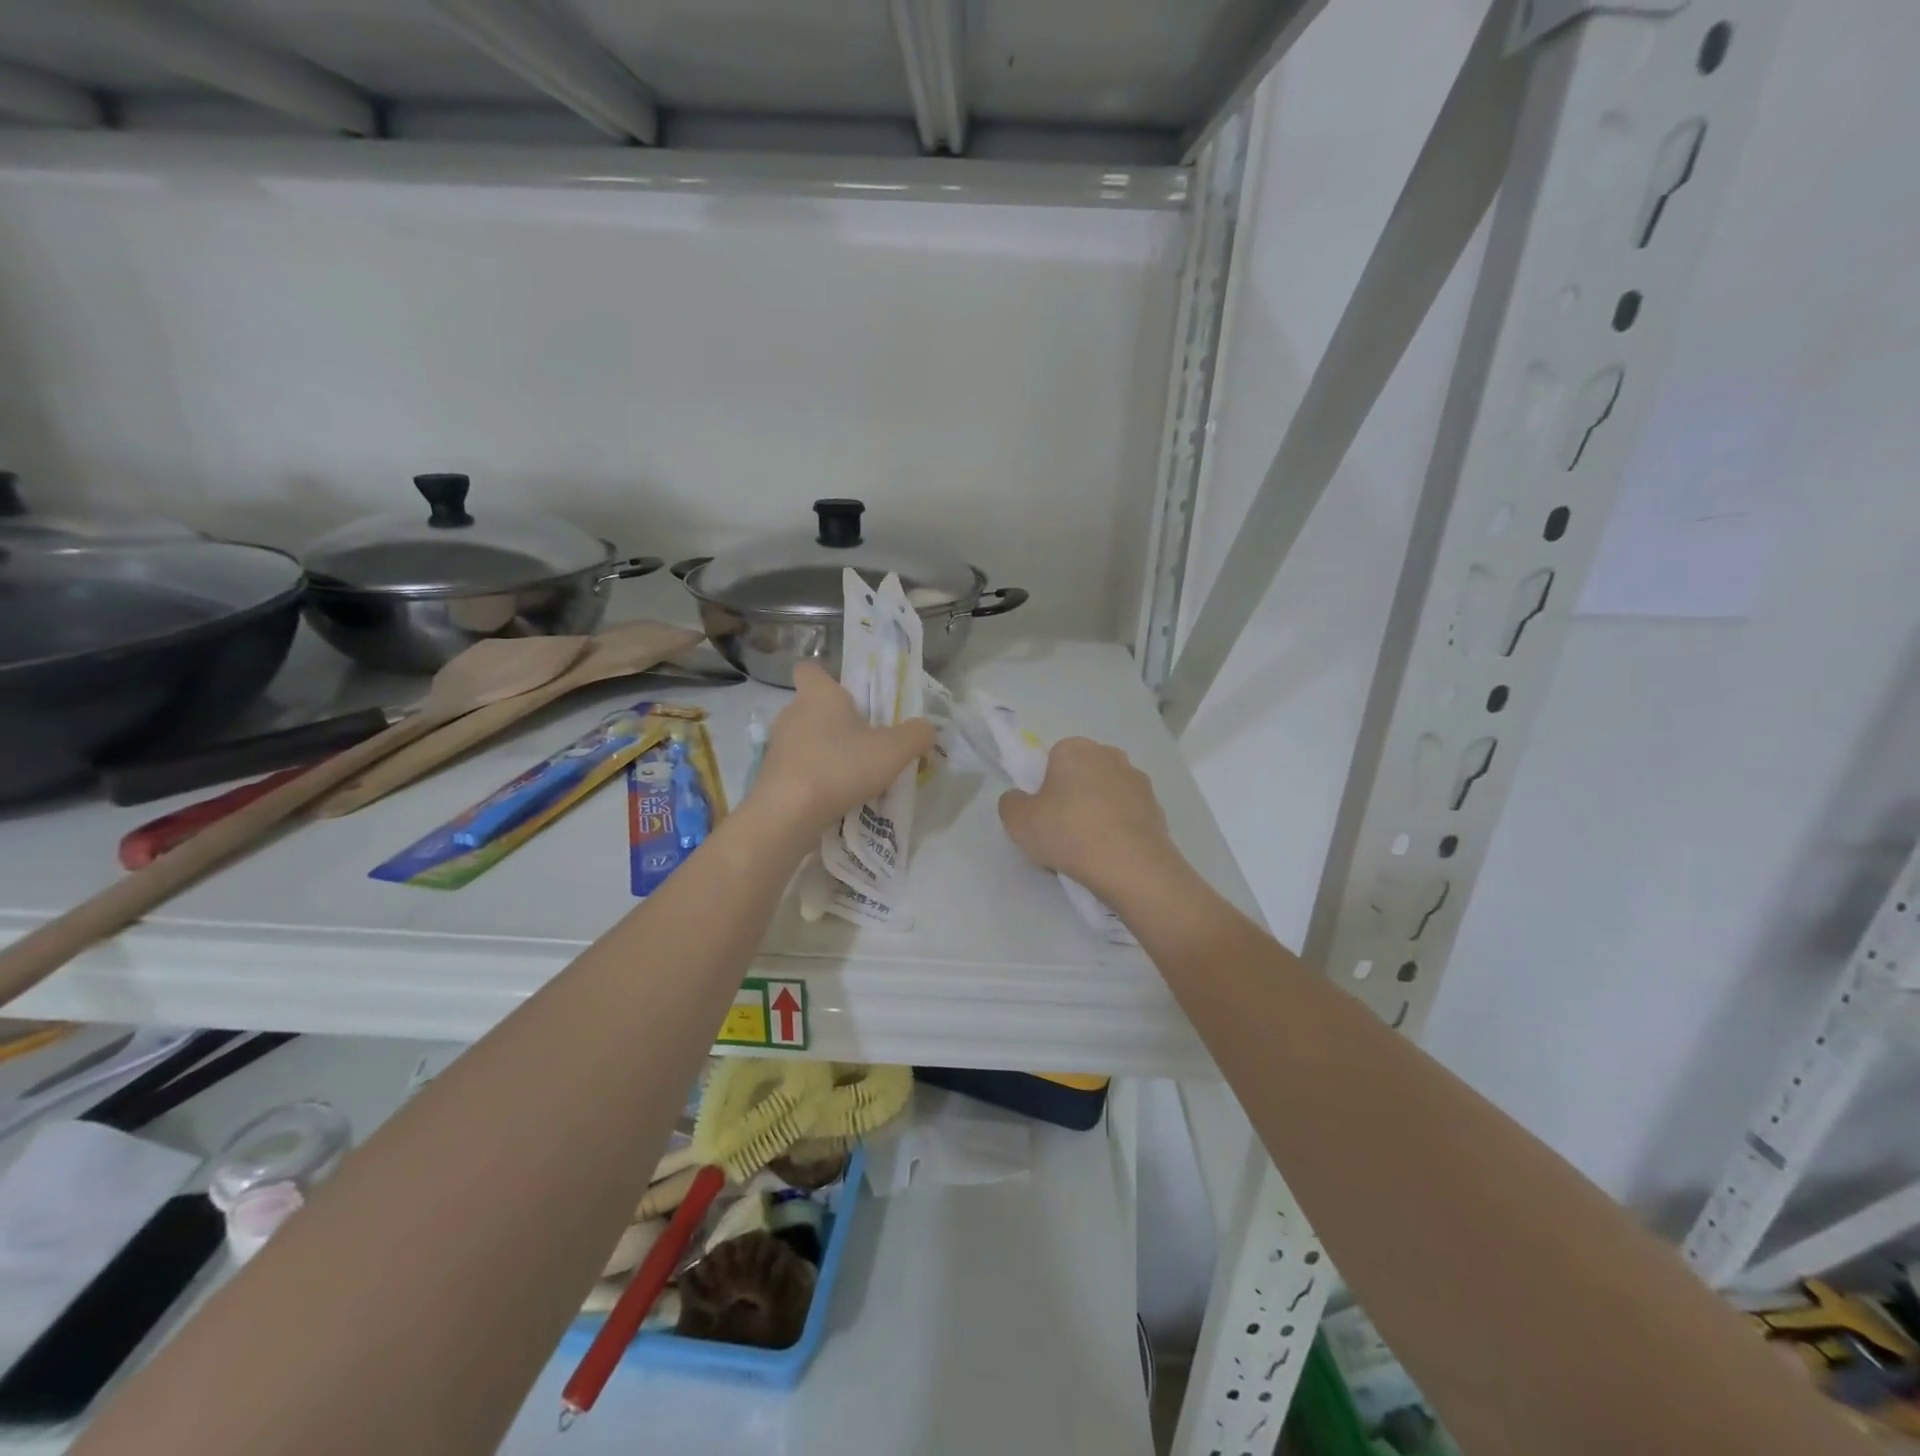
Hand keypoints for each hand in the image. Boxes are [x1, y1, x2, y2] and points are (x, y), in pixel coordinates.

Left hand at [749, 662, 935, 838]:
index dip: (827, 677)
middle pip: (813, 708)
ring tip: (855, 775)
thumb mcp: (894, 750)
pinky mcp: (771, 778)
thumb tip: (926, 729)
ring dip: (827, 753)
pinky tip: (836, 798)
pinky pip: (798, 770)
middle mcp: (792, 713)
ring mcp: (777, 747)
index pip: (809, 669)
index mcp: (818, 695)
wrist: (788, 814)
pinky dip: (815, 779)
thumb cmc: (840, 766)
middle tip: (866, 741)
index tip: (849, 695)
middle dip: (837, 722)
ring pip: (806, 741)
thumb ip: (916, 734)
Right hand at [997, 737, 1179, 900]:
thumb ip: (1011, 803)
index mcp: (1075, 749)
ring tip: (1087, 851)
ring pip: (1106, 796)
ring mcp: (1138, 782)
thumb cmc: (1069, 832)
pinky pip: (1127, 817)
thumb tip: (1020, 799)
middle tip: (1061, 832)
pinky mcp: (1157, 809)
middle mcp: (1110, 755)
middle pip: (1081, 775)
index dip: (1044, 787)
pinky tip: (1109, 856)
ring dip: (1097, 814)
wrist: (1131, 866)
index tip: (1042, 815)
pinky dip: (1118, 831)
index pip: (1053, 759)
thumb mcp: (1018, 821)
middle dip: (1072, 797)